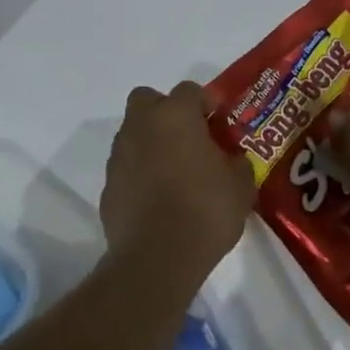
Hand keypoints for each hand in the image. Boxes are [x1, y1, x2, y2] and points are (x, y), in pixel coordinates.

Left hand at [101, 80, 255, 275]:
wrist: (157, 258)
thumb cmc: (205, 211)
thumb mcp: (240, 186)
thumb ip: (237, 163)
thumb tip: (231, 161)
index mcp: (175, 116)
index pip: (190, 90)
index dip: (206, 102)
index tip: (219, 120)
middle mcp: (141, 126)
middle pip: (147, 100)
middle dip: (165, 111)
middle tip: (189, 136)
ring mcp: (119, 156)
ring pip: (134, 133)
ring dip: (152, 142)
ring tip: (175, 171)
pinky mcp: (108, 185)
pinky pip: (127, 167)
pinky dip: (140, 173)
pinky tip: (158, 197)